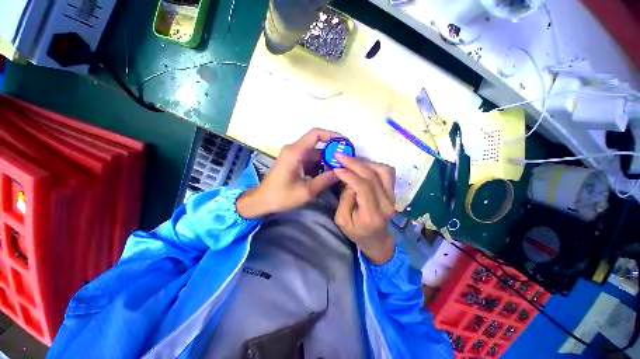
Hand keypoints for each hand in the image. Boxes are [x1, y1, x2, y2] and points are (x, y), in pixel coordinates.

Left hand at [237, 128, 340, 218]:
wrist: (262, 201)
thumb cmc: (281, 196)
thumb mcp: (306, 191)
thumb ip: (325, 180)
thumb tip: (341, 172)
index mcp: (295, 152)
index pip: (316, 134)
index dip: (332, 135)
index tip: (344, 142)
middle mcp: (294, 150)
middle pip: (317, 143)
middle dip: (332, 151)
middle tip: (345, 160)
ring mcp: (293, 156)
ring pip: (315, 153)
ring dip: (326, 160)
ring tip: (339, 169)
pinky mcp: (293, 162)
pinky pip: (310, 159)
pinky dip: (319, 165)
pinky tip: (327, 174)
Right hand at [334, 155, 396, 264]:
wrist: (377, 240)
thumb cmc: (357, 232)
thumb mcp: (342, 220)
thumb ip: (345, 200)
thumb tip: (350, 182)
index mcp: (371, 214)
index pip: (363, 187)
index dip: (349, 174)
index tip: (336, 168)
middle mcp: (386, 203)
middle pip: (372, 176)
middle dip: (354, 163)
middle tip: (340, 156)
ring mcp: (392, 197)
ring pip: (383, 171)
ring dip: (366, 162)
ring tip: (351, 160)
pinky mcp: (393, 193)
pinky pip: (387, 173)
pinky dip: (375, 165)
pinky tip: (363, 166)